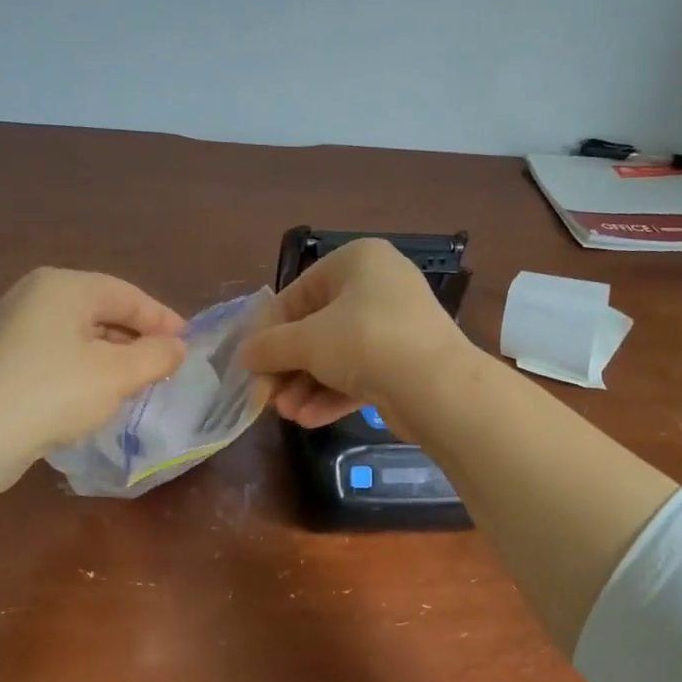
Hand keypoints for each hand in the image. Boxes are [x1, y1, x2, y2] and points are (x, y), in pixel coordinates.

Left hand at [0, 268, 185, 457]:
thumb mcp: (118, 374)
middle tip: (166, 365)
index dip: (162, 320)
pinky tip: (99, 391)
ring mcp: (15, 324)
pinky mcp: (5, 355)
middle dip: (138, 338)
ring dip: (114, 354)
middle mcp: (36, 294)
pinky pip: (59, 350)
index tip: (188, 345)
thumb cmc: (55, 393)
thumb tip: (178, 347)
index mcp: (64, 286)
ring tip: (139, 381)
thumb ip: (156, 355)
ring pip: (81, 332)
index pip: (128, 295)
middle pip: (103, 310)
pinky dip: (86, 365)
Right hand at [239, 238, 470, 428]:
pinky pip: (361, 373)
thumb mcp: (306, 341)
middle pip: (318, 327)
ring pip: (338, 355)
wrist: (436, 386)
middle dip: (290, 366)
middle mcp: (380, 285)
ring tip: (287, 413)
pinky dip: (334, 394)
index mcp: (357, 261)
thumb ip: (269, 346)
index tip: (252, 361)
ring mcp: (397, 325)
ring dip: (307, 386)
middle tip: (267, 395)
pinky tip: (309, 419)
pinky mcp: (407, 362)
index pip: (299, 292)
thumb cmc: (364, 342)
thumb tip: (244, 356)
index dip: (270, 329)